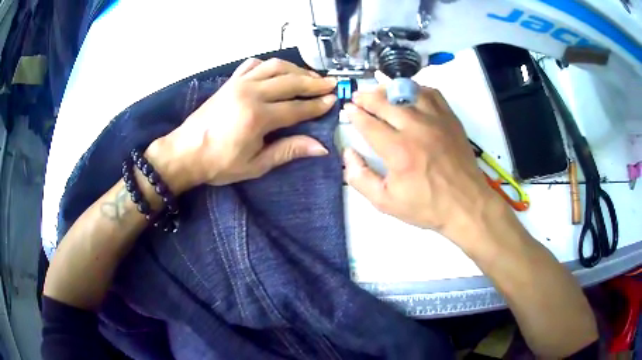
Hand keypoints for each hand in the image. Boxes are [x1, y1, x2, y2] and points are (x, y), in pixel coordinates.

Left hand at [149, 58, 336, 190]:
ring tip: (311, 76)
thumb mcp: (255, 165)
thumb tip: (320, 147)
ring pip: (275, 67)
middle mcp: (251, 93)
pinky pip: (254, 65)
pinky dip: (269, 65)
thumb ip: (288, 151)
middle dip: (314, 82)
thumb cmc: (219, 164)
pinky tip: (277, 71)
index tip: (333, 100)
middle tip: (331, 83)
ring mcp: (239, 83)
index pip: (297, 107)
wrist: (185, 152)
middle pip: (290, 81)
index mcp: (258, 117)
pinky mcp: (230, 81)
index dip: (317, 104)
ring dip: (296, 69)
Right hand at [343, 85, 499, 236]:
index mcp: (398, 151)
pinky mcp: (450, 118)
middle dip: (366, 97)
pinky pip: (431, 93)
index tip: (348, 109)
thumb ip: (360, 178)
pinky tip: (410, 94)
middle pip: (385, 102)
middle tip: (358, 98)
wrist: (466, 204)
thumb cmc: (427, 206)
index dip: (355, 114)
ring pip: (407, 91)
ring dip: (389, 89)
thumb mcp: (385, 202)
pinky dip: (416, 89)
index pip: (369, 123)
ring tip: (380, 92)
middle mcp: (416, 128)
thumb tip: (348, 153)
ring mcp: (436, 120)